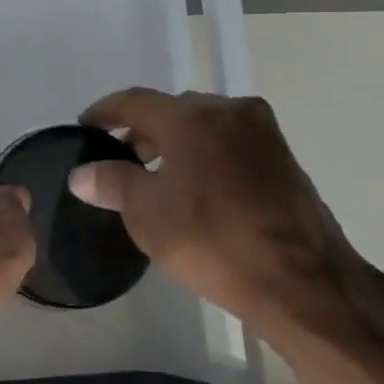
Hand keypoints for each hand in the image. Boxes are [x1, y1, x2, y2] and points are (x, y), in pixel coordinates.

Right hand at [69, 88, 364, 338]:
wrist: (301, 281)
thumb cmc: (212, 240)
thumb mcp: (147, 213)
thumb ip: (111, 183)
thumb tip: (81, 173)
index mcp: (192, 116)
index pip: (135, 101)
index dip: (105, 112)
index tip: (85, 126)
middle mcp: (230, 111)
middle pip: (173, 110)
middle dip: (143, 129)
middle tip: (120, 155)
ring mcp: (263, 133)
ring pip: (205, 126)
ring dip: (176, 142)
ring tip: (155, 174)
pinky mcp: (284, 159)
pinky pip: (231, 144)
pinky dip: (206, 155)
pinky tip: (196, 187)